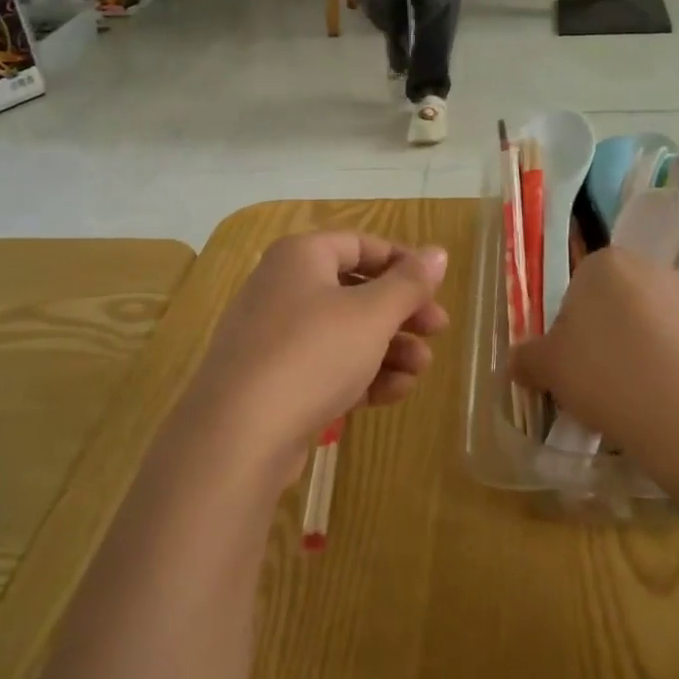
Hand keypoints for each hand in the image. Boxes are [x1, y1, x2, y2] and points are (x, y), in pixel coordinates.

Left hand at [178, 232, 449, 491]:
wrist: (239, 434)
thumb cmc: (313, 353)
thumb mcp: (371, 314)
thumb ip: (409, 283)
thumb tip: (438, 252)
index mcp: (301, 257)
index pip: (360, 244)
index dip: (402, 262)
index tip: (436, 287)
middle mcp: (284, 288)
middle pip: (356, 290)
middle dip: (401, 312)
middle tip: (438, 330)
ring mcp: (276, 337)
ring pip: (345, 333)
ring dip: (389, 348)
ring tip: (420, 369)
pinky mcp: (276, 381)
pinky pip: (327, 366)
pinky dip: (362, 374)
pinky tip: (395, 393)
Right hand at [512, 247, 678, 492]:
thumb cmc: (606, 375)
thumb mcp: (548, 370)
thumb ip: (527, 359)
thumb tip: (518, 362)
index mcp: (605, 264)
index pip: (576, 288)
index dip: (569, 328)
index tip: (570, 363)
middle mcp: (653, 269)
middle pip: (616, 305)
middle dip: (606, 338)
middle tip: (597, 382)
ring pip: (652, 328)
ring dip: (640, 354)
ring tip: (634, 400)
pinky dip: (674, 372)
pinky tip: (668, 406)